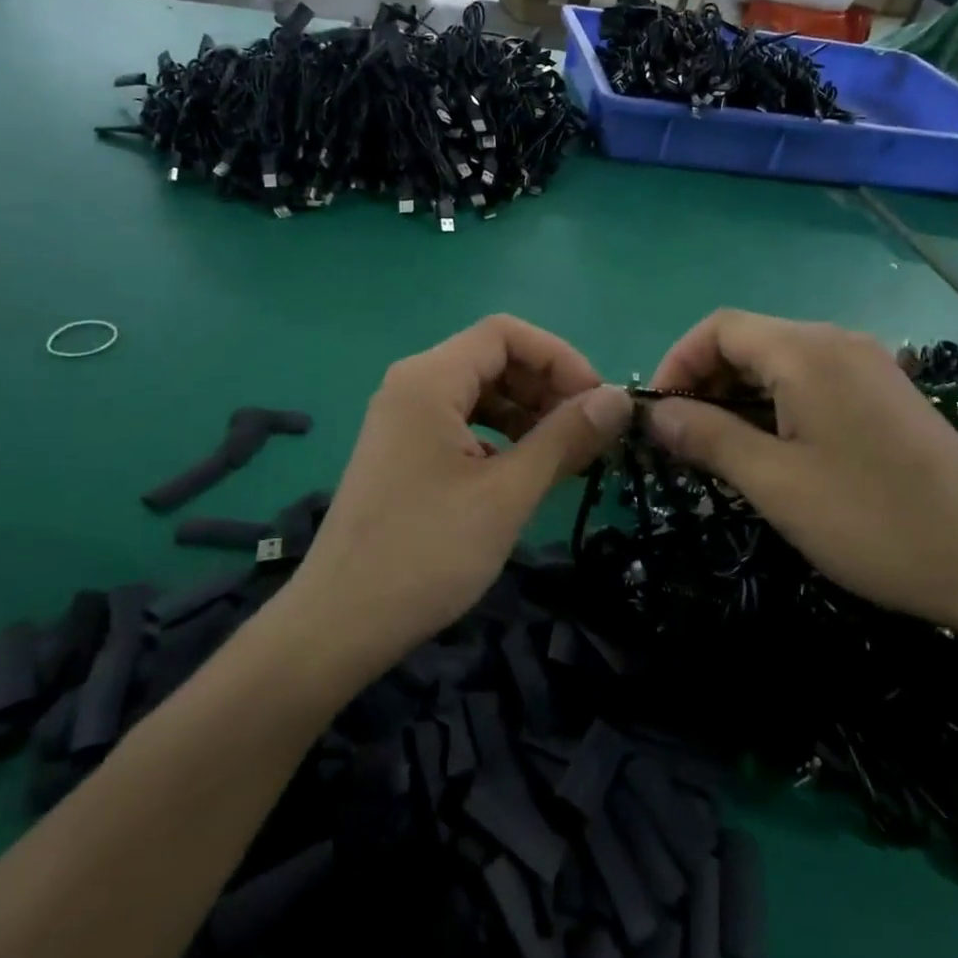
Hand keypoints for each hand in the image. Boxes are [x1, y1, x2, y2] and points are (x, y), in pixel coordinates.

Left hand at [290, 316, 631, 672]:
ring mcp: (402, 420)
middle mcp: (411, 385)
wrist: (340, 623)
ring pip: (478, 393)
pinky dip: (499, 437)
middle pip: (492, 359)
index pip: (505, 333)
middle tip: (588, 433)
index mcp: (429, 379)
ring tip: (565, 454)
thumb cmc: (428, 551)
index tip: (597, 402)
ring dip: (526, 414)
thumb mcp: (507, 492)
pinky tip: (521, 473)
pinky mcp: (402, 452)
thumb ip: (565, 437)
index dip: (559, 357)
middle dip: (545, 387)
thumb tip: (617, 398)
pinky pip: (460, 424)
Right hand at [646, 310, 957, 639]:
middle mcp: (838, 343)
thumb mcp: (775, 483)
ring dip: (738, 398)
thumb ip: (707, 437)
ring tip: (722, 453)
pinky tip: (775, 453)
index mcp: (807, 351)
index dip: (676, 363)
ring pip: (780, 364)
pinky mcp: (888, 396)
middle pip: (749, 341)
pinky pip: (813, 383)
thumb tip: (655, 413)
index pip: (719, 328)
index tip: (657, 416)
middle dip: (705, 383)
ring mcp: (869, 367)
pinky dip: (776, 407)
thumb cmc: (874, 521)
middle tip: (684, 442)